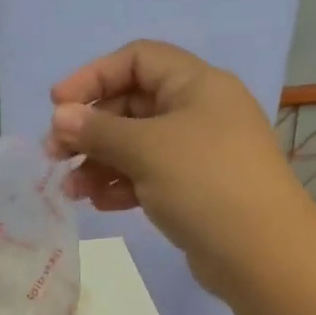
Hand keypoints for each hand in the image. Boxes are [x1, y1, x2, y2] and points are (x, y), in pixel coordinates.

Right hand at [49, 41, 309, 294]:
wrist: (261, 254)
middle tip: (54, 156)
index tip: (56, 106)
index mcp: (196, 85)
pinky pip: (148, 176)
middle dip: (90, 129)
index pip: (137, 60)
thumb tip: (60, 117)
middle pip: (131, 105)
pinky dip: (120, 184)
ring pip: (135, 145)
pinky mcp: (193, 189)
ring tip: (70, 190)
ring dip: (98, 162)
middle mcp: (198, 111)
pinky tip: (99, 203)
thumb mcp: (146, 149)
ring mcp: (197, 153)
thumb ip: (97, 130)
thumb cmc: (205, 183)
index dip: (93, 76)